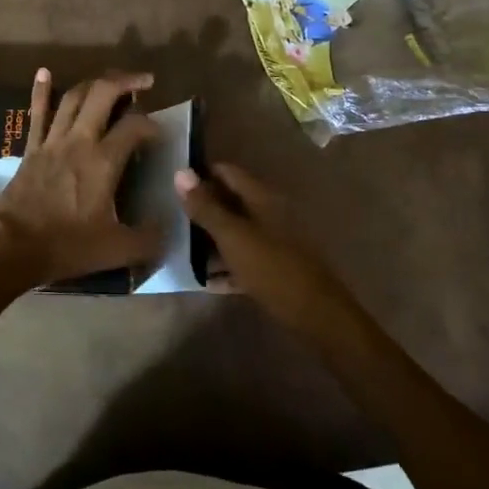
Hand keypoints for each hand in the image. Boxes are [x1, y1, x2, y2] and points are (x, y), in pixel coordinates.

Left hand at [0, 69, 161, 297]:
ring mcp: (52, 141)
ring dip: (94, 83)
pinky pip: (38, 113)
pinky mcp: (32, 148)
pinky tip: (44, 72)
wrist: (11, 247)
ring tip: (111, 81)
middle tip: (144, 82)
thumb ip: (148, 240)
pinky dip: (42, 91)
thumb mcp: (116, 250)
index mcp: (103, 162)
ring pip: (74, 97)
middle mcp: (79, 141)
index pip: (135, 127)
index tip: (160, 133)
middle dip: (126, 81)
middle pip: (102, 94)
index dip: (152, 124)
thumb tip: (168, 230)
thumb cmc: (66, 246)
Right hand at [174, 164, 365, 339]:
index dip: (202, 174)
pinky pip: (243, 259)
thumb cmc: (273, 269)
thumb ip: (206, 207)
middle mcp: (269, 214)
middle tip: (171, 216)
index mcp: (262, 198)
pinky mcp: (274, 269)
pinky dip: (225, 265)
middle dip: (203, 207)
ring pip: (236, 231)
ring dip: (211, 238)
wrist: (316, 316)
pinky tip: (204, 279)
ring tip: (181, 247)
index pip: (227, 173)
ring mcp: (273, 242)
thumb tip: (181, 172)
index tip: (173, 183)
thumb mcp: (233, 236)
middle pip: (231, 202)